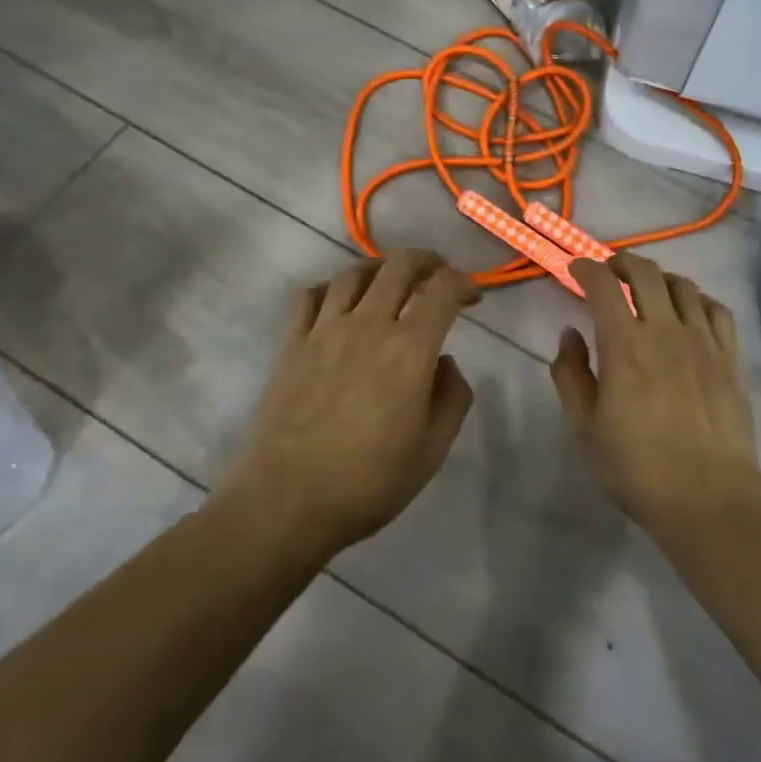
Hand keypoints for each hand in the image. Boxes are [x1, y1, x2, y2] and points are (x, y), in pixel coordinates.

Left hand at [225, 250, 479, 559]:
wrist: (288, 500)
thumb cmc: (369, 481)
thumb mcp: (432, 450)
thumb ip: (452, 398)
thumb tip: (445, 363)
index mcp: (409, 348)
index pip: (442, 289)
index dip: (463, 283)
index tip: (472, 298)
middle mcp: (368, 324)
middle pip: (399, 265)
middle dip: (427, 261)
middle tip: (438, 275)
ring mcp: (325, 329)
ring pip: (355, 273)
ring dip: (381, 269)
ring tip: (390, 283)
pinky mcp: (293, 343)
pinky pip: (311, 295)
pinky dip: (333, 288)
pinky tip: (340, 303)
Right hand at [551, 254, 760, 539]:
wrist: (708, 499)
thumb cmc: (637, 468)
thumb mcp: (585, 427)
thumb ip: (571, 374)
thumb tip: (571, 333)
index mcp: (624, 345)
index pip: (603, 285)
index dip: (587, 268)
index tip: (576, 269)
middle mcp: (664, 331)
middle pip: (645, 273)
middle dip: (622, 263)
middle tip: (610, 273)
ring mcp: (703, 341)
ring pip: (682, 285)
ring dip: (659, 278)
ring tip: (648, 290)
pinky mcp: (730, 358)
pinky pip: (717, 310)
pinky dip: (697, 299)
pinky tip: (689, 312)